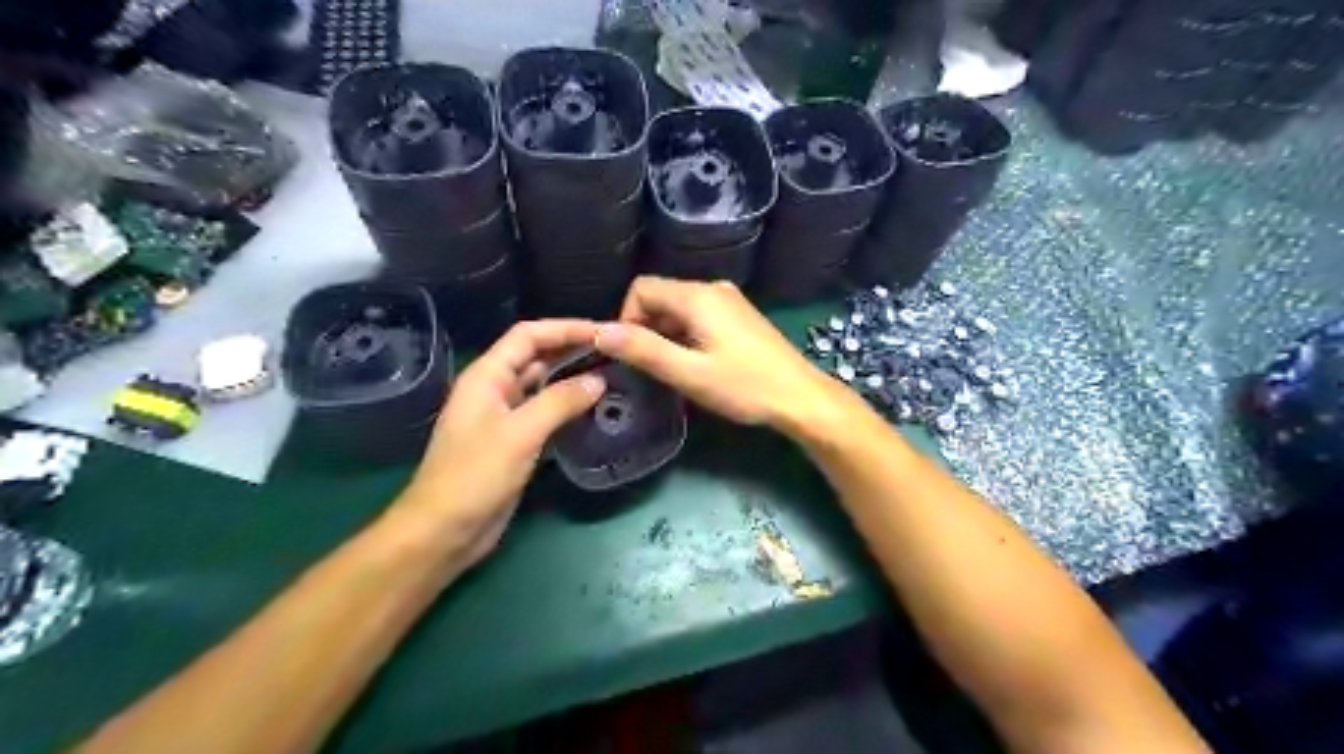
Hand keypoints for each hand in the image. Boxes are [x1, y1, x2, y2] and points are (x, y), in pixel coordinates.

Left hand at [392, 319, 605, 569]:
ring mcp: (506, 417)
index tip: (602, 331)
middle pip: (537, 357)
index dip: (564, 328)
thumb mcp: (519, 433)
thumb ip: (560, 402)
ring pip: (543, 386)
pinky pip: (546, 413)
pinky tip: (594, 409)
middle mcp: (496, 389)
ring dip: (573, 378)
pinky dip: (569, 407)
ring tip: (613, 375)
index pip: (528, 335)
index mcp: (487, 376)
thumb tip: (599, 380)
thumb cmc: (475, 475)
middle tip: (615, 352)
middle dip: (572, 350)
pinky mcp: (516, 442)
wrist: (445, 531)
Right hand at [592, 278, 842, 432]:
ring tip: (675, 371)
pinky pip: (699, 316)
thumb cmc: (744, 386)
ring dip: (667, 334)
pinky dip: (686, 335)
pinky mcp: (740, 316)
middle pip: (661, 297)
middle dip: (646, 328)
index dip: (627, 319)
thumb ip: (644, 350)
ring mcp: (730, 301)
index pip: (641, 288)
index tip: (633, 355)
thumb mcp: (688, 373)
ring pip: (680, 308)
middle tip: (653, 368)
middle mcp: (713, 288)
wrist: (801, 397)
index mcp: (697, 296)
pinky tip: (697, 364)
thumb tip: (600, 332)